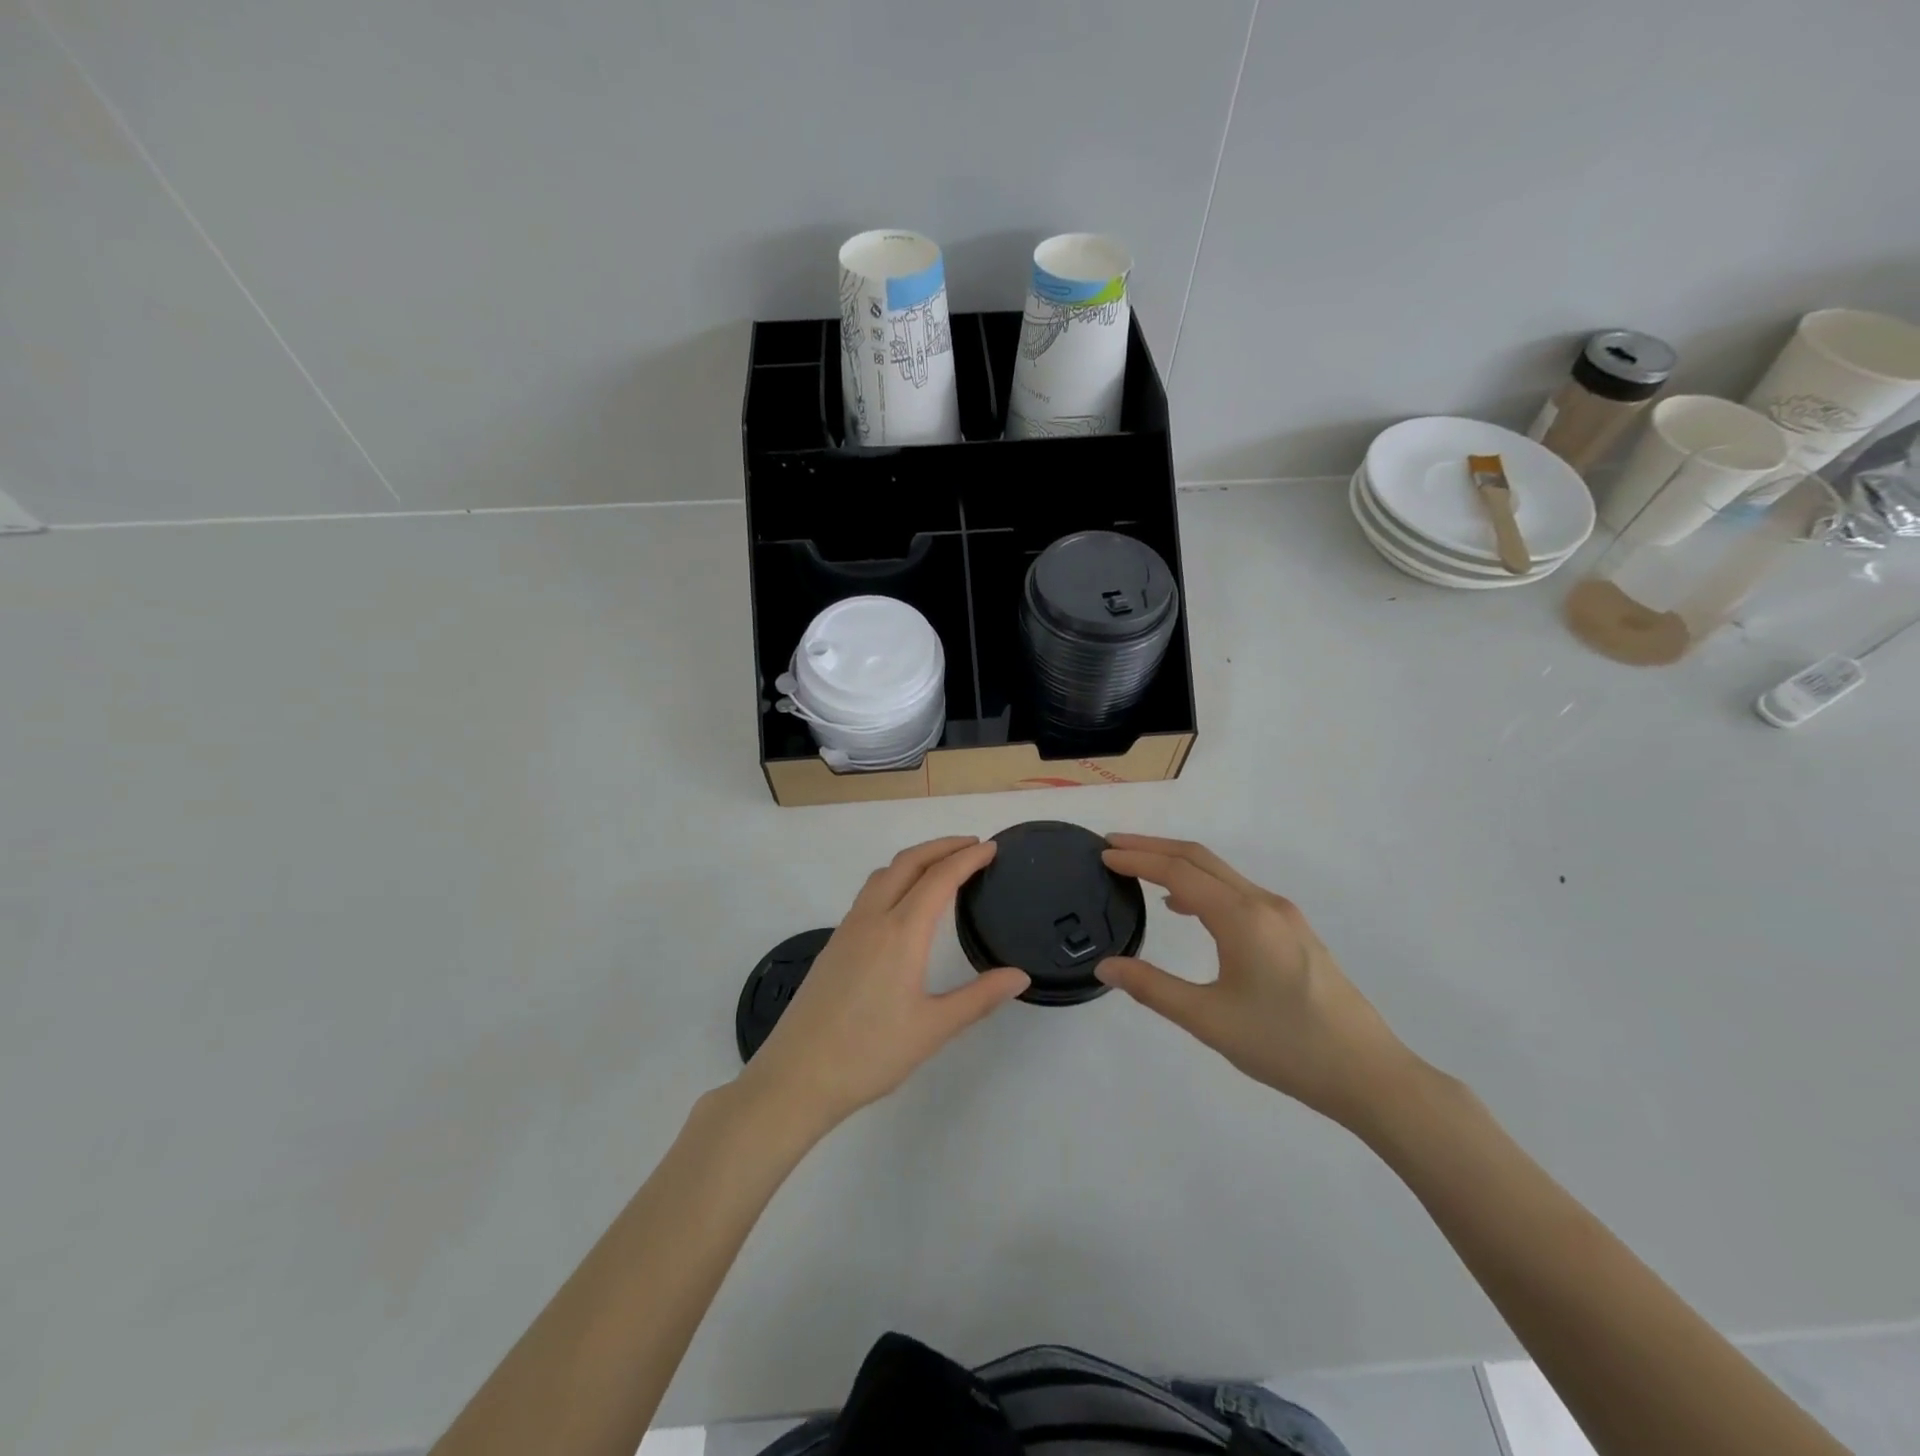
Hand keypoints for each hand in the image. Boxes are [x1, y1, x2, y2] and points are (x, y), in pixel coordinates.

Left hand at [739, 836, 1029, 1133]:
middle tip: (972, 845)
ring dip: (915, 859)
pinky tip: (904, 904)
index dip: (967, 858)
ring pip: (883, 874)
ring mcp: (848, 929)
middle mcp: (872, 919)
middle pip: (908, 862)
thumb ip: (979, 998)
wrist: (797, 1076)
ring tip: (941, 866)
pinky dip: (895, 879)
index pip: (940, 878)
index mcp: (901, 933)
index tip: (991, 847)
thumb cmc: (870, 1053)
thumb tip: (1019, 976)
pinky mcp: (834, 944)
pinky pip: (869, 894)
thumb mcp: (933, 1029)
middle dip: (942, 846)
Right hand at [1098, 835, 1413, 1127]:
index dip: (1137, 859)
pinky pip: (1237, 892)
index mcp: (1242, 917)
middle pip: (1200, 858)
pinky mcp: (1293, 932)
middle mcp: (1263, 903)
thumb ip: (1152, 988)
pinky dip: (1203, 886)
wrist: (1369, 1074)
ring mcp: (1283, 916)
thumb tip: (1106, 966)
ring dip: (1179, 864)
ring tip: (1140, 871)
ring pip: (1221, 873)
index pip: (1178, 871)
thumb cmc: (1284, 1045)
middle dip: (1154, 848)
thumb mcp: (1209, 1020)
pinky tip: (1187, 908)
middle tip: (1113, 846)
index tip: (1103, 854)